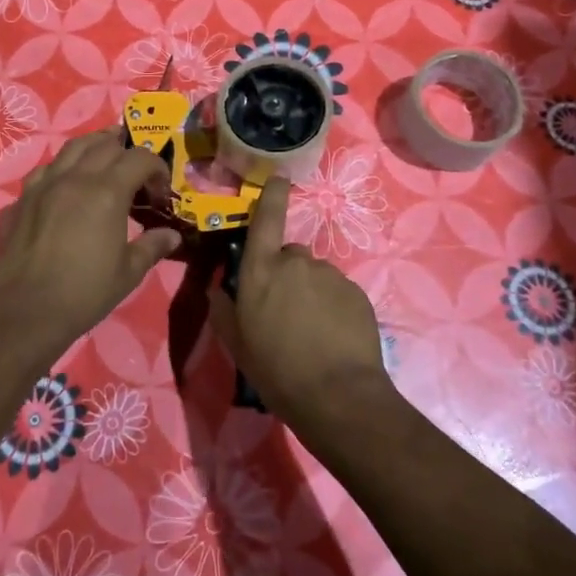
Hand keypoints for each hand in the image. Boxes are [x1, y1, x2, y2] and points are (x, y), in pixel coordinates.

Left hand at [0, 130, 181, 358]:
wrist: (24, 311)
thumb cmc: (84, 293)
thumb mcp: (128, 273)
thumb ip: (152, 246)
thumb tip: (172, 235)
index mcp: (107, 191)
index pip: (140, 158)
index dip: (157, 168)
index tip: (160, 191)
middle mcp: (76, 177)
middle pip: (106, 144)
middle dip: (127, 150)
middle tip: (136, 172)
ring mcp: (45, 184)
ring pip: (73, 147)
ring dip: (95, 147)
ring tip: (105, 158)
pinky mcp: (23, 198)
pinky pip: (47, 168)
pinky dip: (63, 166)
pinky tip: (67, 183)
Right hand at [208, 176, 390, 428]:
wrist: (338, 396)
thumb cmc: (277, 371)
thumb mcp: (237, 345)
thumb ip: (223, 310)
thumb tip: (218, 288)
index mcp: (261, 271)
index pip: (266, 220)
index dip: (272, 195)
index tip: (280, 178)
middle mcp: (296, 263)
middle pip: (289, 255)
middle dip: (286, 275)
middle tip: (284, 312)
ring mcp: (330, 276)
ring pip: (315, 275)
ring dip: (311, 293)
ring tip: (311, 332)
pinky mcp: (357, 293)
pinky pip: (338, 292)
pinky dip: (333, 307)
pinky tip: (332, 337)